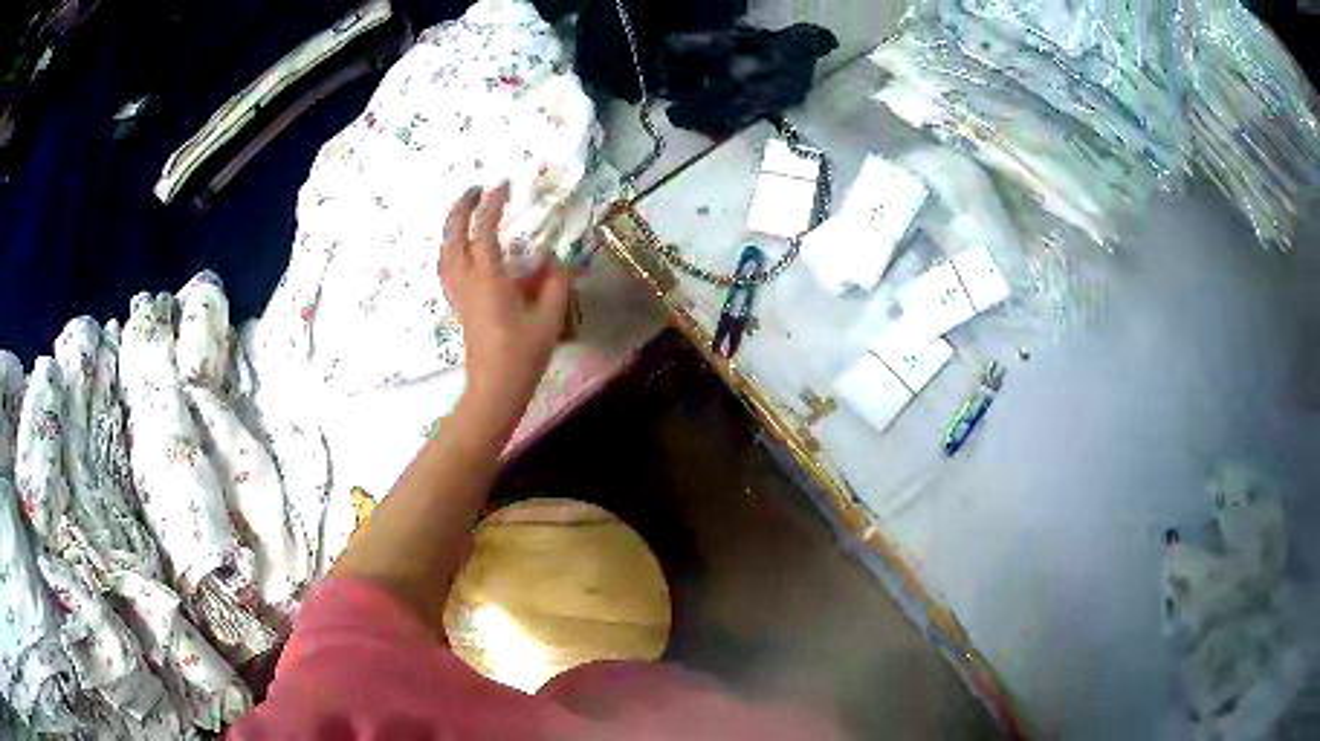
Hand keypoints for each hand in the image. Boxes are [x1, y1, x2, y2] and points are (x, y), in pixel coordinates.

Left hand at [440, 182, 571, 448]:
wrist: (494, 389)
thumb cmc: (522, 355)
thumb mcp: (549, 318)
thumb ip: (555, 283)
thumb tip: (557, 260)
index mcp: (488, 278)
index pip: (485, 230)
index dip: (494, 204)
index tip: (505, 185)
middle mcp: (466, 280)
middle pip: (453, 235)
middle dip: (462, 207)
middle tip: (477, 188)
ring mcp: (458, 294)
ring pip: (445, 251)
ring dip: (452, 227)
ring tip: (466, 213)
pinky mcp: (458, 306)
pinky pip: (447, 268)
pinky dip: (451, 249)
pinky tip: (462, 250)